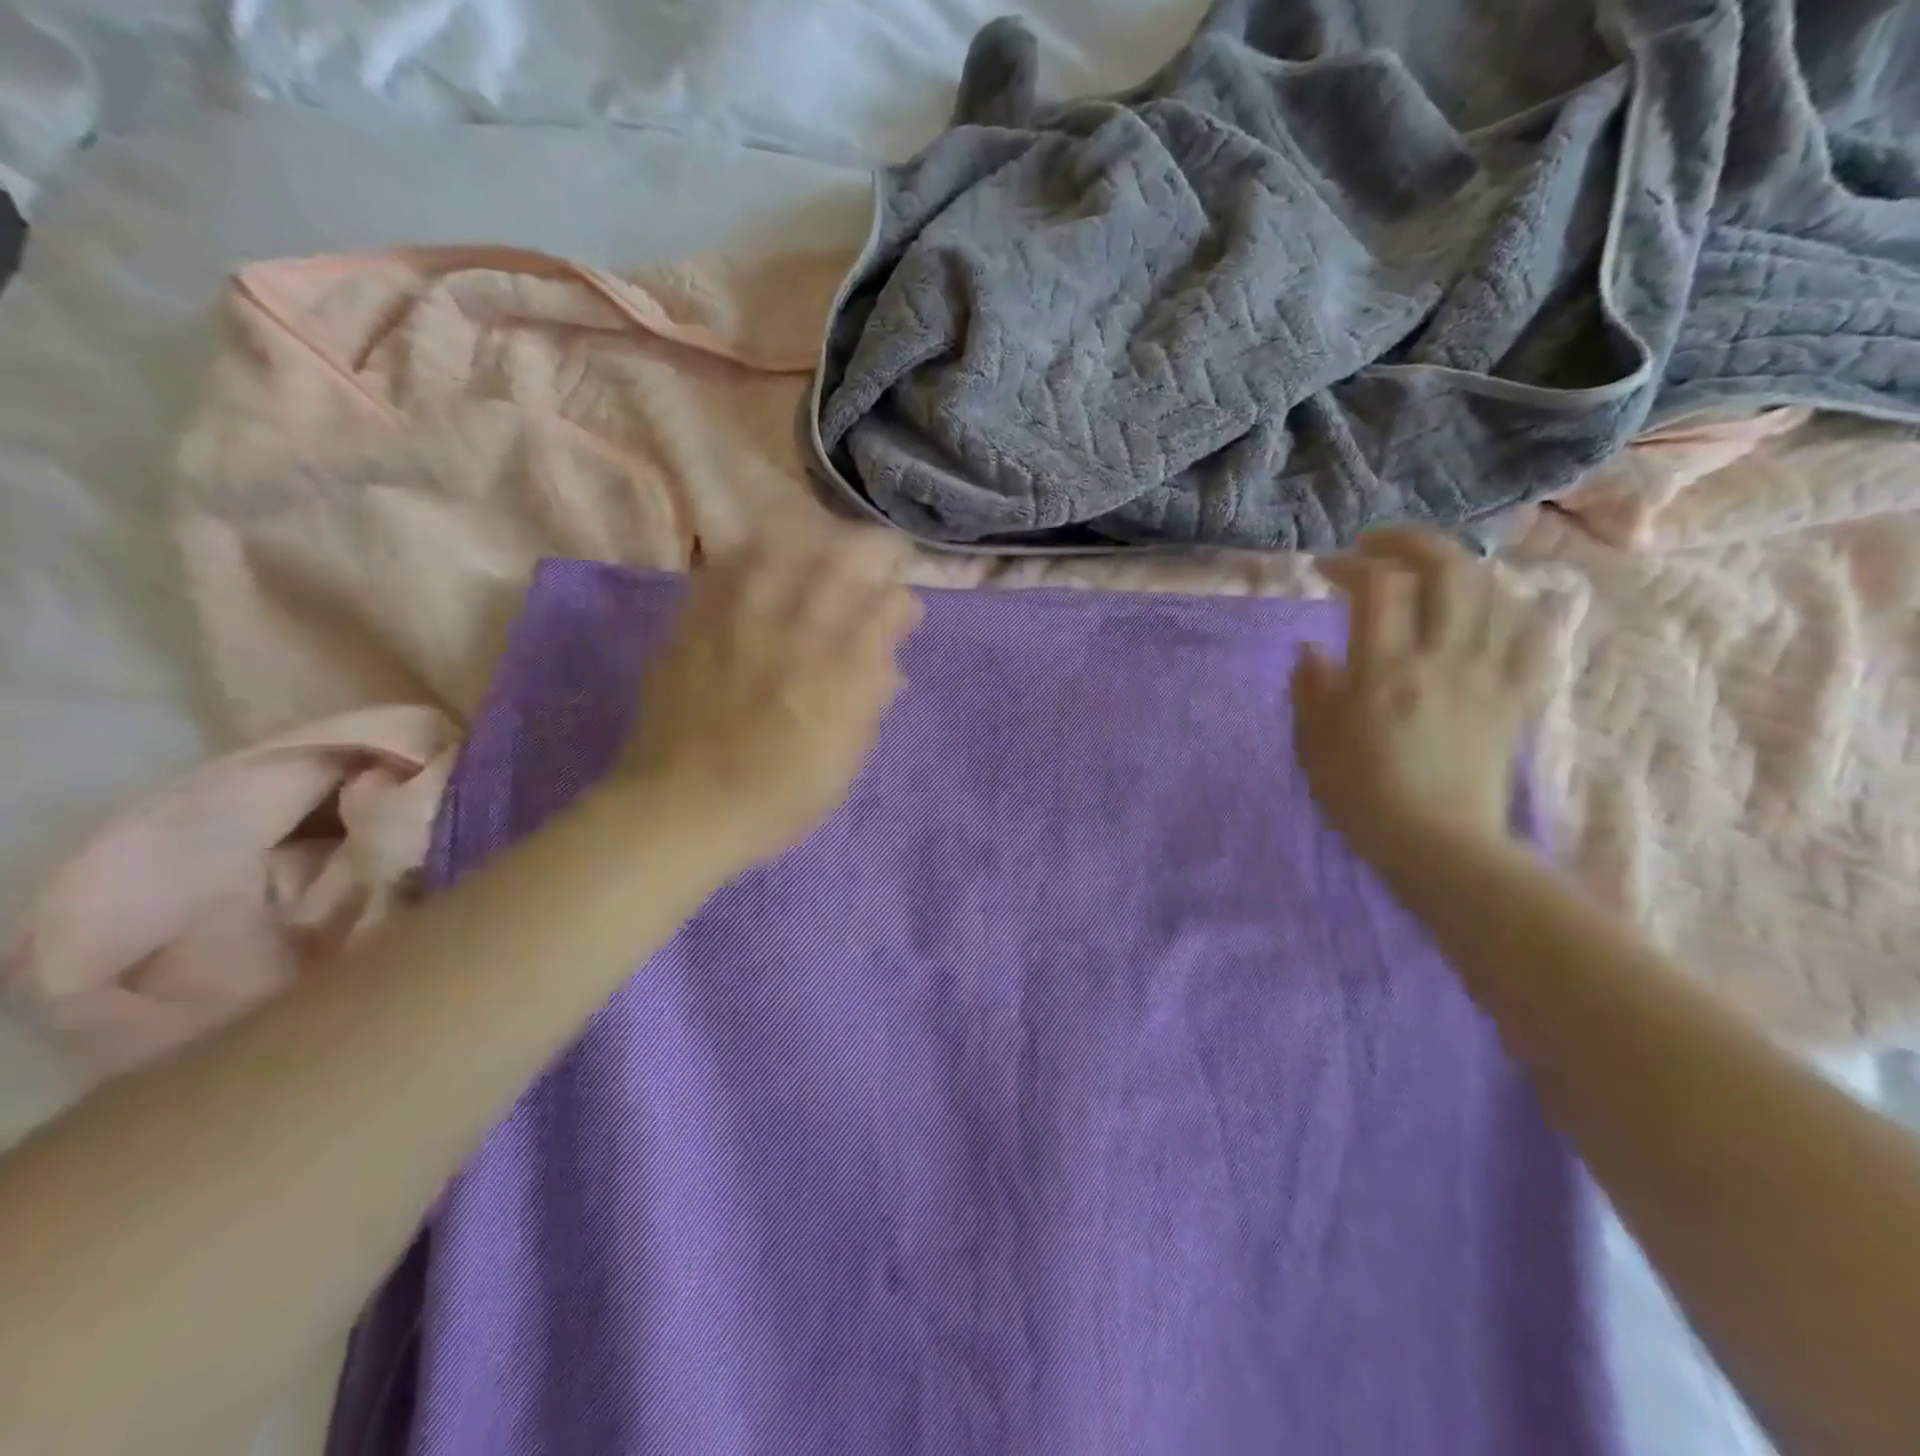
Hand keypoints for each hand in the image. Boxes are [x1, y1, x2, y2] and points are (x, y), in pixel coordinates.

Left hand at [615, 534, 921, 862]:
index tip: (903, 614)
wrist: (683, 808)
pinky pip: (728, 567)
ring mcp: (741, 618)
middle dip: (874, 550)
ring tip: (824, 554)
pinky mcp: (696, 621)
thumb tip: (888, 661)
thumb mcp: (846, 761)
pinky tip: (763, 568)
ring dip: (815, 542)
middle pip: (845, 555)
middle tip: (880, 560)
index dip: (904, 603)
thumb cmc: (778, 797)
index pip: (891, 604)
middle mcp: (797, 630)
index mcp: (843, 670)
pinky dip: (754, 559)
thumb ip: (870, 701)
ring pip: (786, 545)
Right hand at [1293, 529, 1549, 854]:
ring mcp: (1487, 675)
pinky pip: (1531, 636)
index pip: (1378, 587)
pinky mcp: (1515, 697)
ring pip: (1494, 592)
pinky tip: (1492, 606)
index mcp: (1384, 671)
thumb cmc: (1361, 796)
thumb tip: (1312, 649)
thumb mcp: (1313, 743)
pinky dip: (1514, 607)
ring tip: (1430, 572)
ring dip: (1459, 567)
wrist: (1437, 845)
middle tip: (1381, 546)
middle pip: (1448, 570)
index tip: (1327, 568)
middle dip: (1412, 542)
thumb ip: (1310, 688)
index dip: (1351, 563)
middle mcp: (1442, 659)